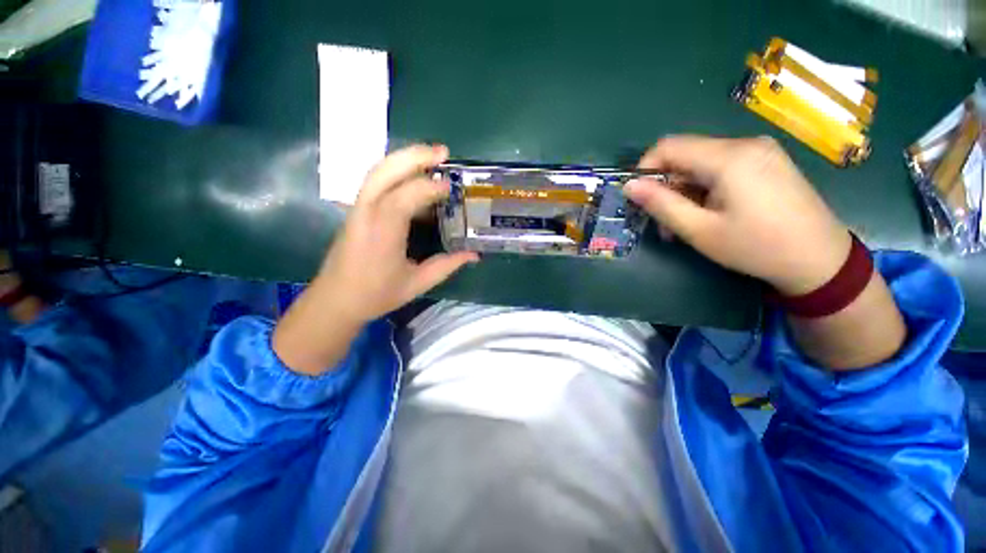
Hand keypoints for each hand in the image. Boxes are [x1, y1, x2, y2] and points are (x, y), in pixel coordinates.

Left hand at [273, 144, 477, 374]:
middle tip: (443, 152)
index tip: (451, 187)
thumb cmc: (376, 294)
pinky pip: (376, 181)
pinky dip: (396, 170)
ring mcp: (358, 208)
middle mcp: (367, 212)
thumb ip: (447, 265)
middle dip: (415, 156)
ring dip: (405, 158)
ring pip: (378, 171)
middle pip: (386, 170)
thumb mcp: (417, 283)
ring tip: (431, 156)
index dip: (430, 187)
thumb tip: (474, 255)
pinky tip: (413, 176)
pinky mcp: (357, 210)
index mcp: (382, 232)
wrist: (336, 300)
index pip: (405, 197)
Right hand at [625, 136, 850, 295]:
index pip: (669, 146)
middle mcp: (745, 144)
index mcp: (729, 157)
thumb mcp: (699, 230)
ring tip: (684, 223)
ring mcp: (760, 151)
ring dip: (684, 190)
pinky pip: (722, 167)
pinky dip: (704, 188)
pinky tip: (708, 212)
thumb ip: (661, 204)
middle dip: (666, 186)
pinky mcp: (767, 161)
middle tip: (663, 222)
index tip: (639, 198)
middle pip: (686, 155)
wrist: (820, 260)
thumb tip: (629, 186)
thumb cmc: (756, 247)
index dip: (645, 169)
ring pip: (702, 163)